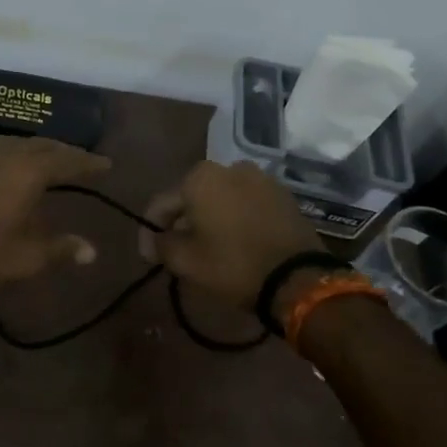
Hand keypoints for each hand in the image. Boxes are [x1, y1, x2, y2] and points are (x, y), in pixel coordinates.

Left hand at [0, 136, 110, 294]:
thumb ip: (61, 249)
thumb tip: (92, 252)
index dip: (88, 163)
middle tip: (83, 161)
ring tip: (54, 159)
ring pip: (21, 143)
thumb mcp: (26, 258)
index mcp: (28, 171)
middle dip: (66, 152)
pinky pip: (2, 148)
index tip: (107, 164)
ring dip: (41, 148)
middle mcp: (7, 154)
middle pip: (44, 145)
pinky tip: (17, 164)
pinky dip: (19, 151)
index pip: (67, 160)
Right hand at [139, 161, 323, 307]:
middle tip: (176, 252)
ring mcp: (261, 179)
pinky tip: (234, 242)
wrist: (298, 278)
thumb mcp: (186, 261)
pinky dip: (235, 220)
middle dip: (181, 223)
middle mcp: (230, 167)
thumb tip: (157, 240)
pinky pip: (247, 205)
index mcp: (201, 177)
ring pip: (221, 200)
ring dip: (209, 220)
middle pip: (192, 197)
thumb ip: (162, 245)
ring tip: (207, 248)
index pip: (162, 204)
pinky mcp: (283, 196)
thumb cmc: (233, 265)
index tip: (149, 258)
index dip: (150, 232)